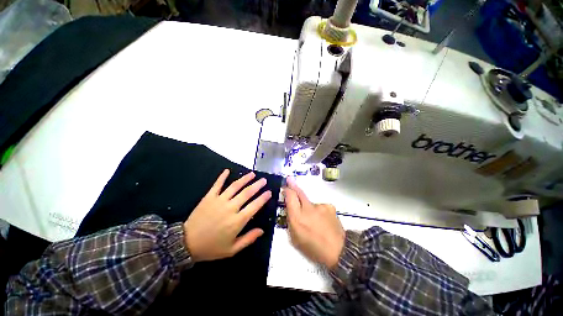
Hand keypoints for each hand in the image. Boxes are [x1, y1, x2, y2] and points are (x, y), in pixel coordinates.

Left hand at [184, 169, 271, 261]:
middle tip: (264, 180)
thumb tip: (262, 230)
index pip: (254, 206)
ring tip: (252, 174)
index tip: (269, 192)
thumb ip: (248, 239)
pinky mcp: (209, 197)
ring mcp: (219, 200)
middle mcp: (230, 208)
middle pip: (247, 193)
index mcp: (237, 221)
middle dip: (257, 185)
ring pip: (235, 186)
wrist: (186, 244)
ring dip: (245, 179)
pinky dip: (222, 177)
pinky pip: (217, 184)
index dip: (263, 198)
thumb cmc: (212, 248)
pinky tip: (227, 170)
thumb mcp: (232, 249)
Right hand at [284, 177, 344, 269]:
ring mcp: (320, 206)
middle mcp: (308, 209)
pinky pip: (320, 206)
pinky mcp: (329, 206)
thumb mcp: (295, 238)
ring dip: (308, 207)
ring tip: (314, 220)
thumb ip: (290, 221)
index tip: (285, 187)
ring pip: (310, 202)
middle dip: (293, 185)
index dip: (287, 190)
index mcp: (298, 218)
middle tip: (289, 179)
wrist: (339, 251)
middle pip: (299, 192)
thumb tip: (289, 208)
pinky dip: (319, 211)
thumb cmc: (314, 248)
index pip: (290, 197)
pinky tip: (323, 220)